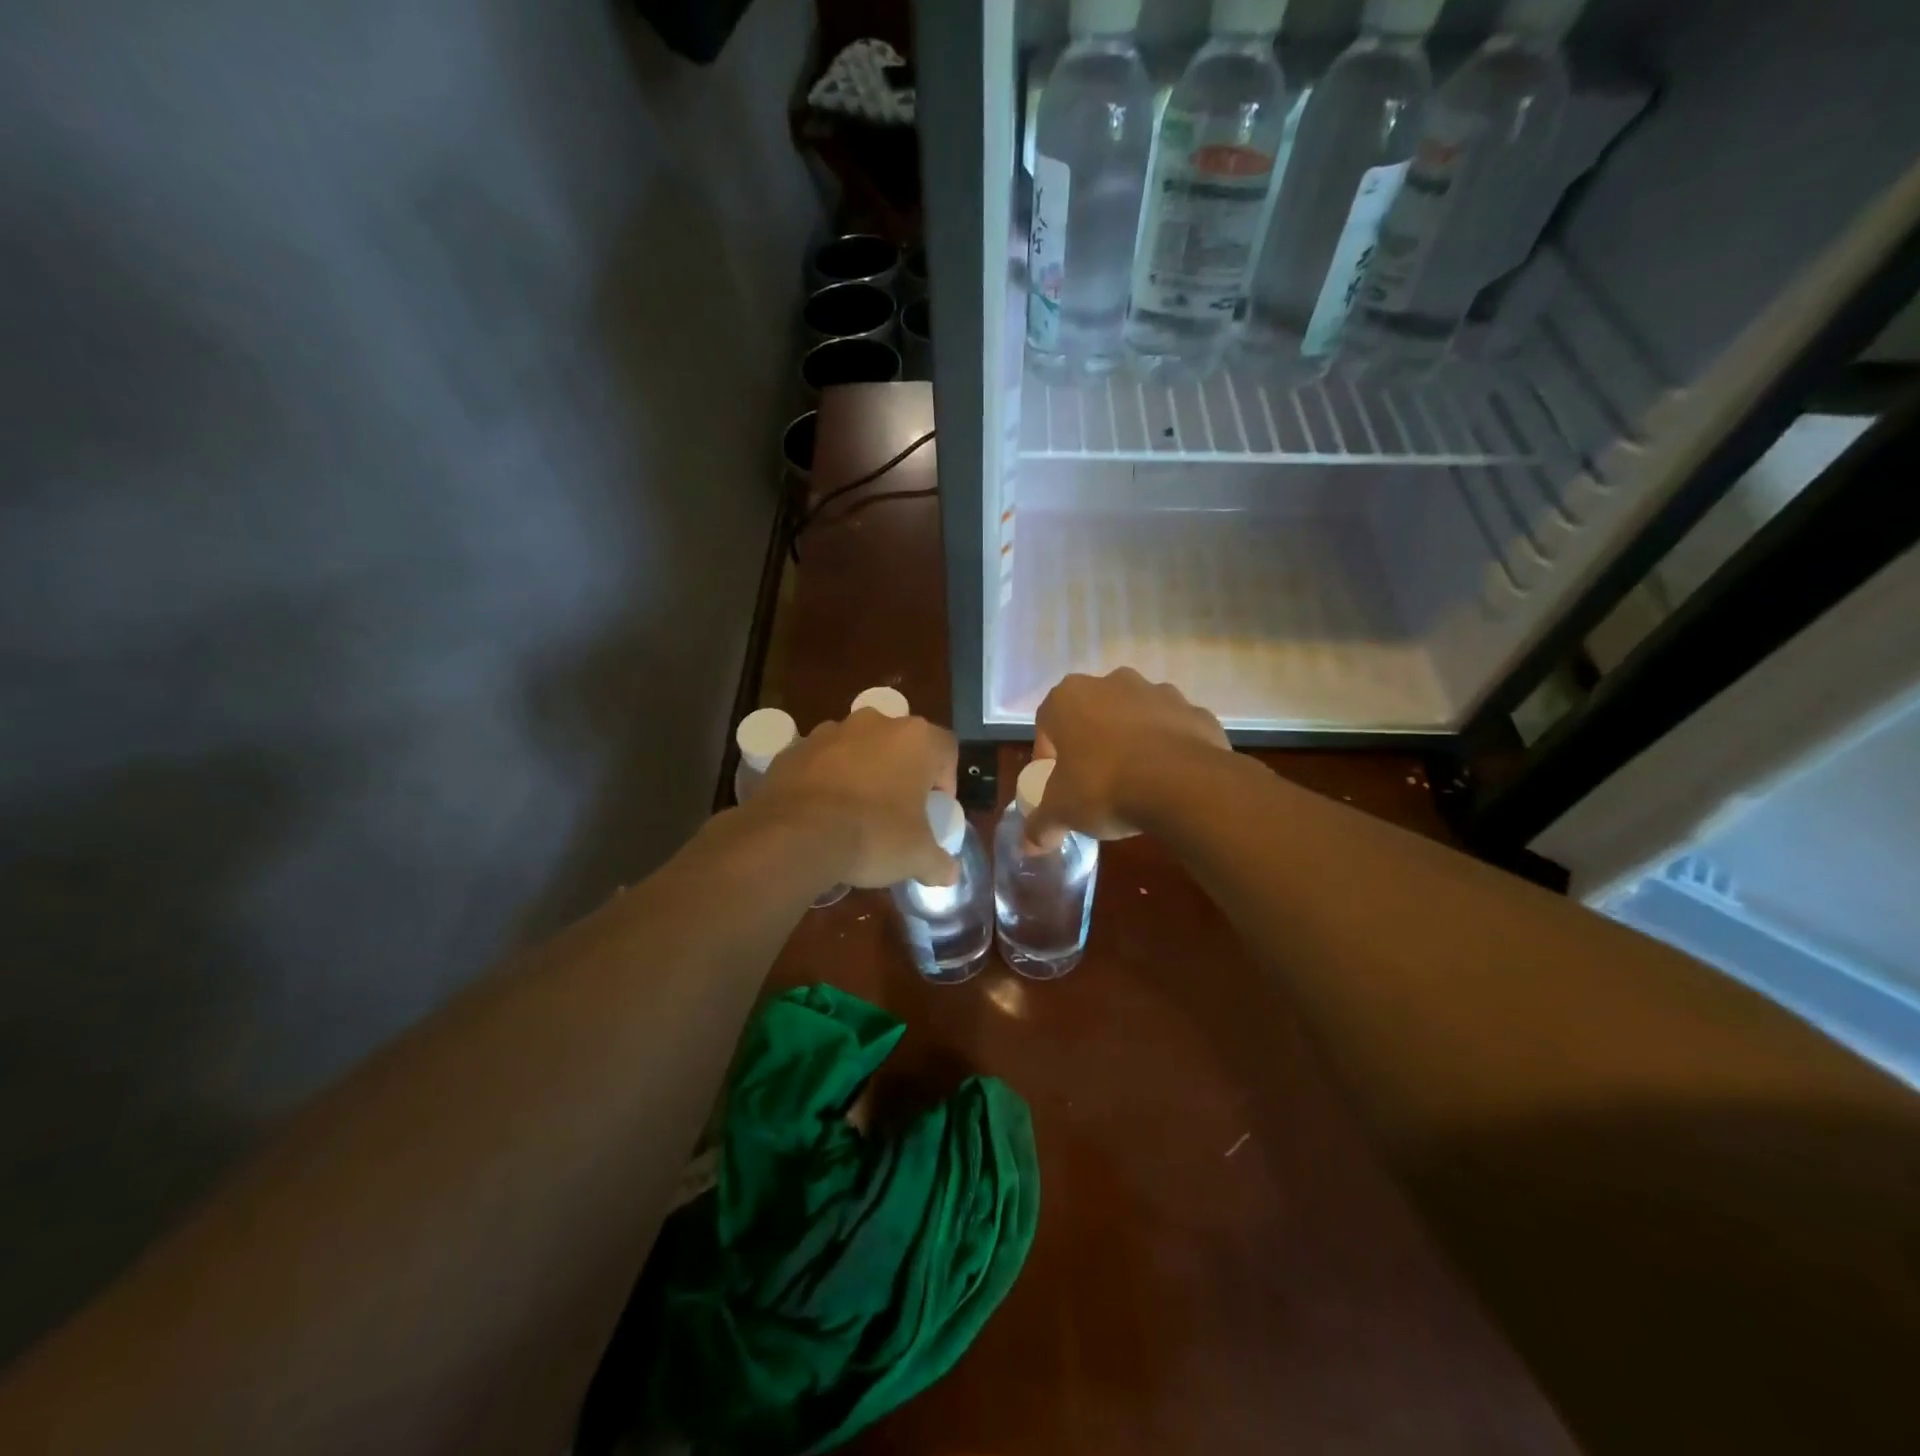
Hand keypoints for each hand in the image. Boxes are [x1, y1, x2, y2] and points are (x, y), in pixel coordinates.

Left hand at [752, 708, 959, 887]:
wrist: (796, 835)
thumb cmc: (873, 835)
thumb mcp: (917, 856)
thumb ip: (939, 862)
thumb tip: (950, 874)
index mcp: (915, 739)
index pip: (946, 749)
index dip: (946, 779)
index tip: (934, 808)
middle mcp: (875, 722)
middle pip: (899, 743)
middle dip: (901, 771)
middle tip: (898, 809)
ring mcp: (830, 731)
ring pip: (857, 748)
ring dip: (862, 771)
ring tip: (856, 811)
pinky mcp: (794, 748)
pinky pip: (820, 761)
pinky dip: (826, 779)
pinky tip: (823, 812)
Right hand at [1025, 669, 1227, 848]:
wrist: (1183, 785)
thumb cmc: (1104, 786)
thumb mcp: (1062, 812)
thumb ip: (1041, 825)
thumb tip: (1029, 846)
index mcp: (1069, 698)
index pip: (1046, 722)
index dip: (1048, 754)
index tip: (1056, 782)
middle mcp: (1112, 683)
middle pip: (1093, 713)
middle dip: (1092, 742)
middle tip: (1093, 780)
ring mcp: (1159, 692)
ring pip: (1136, 716)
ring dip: (1132, 741)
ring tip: (1135, 781)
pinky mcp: (1196, 711)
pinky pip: (1175, 730)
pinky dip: (1170, 749)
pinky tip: (1170, 781)